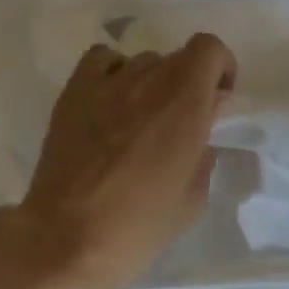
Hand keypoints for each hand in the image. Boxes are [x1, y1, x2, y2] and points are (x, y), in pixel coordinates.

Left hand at [0, 34, 237, 288]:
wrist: (67, 239)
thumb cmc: (140, 224)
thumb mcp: (194, 197)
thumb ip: (203, 154)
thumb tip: (198, 138)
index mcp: (186, 104)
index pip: (210, 50)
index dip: (221, 69)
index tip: (219, 101)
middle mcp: (149, 81)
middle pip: (179, 57)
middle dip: (190, 81)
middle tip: (183, 120)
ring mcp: (107, 84)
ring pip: (143, 61)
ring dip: (154, 82)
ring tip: (143, 118)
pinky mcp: (74, 93)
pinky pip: (102, 60)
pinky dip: (115, 72)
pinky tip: (113, 102)